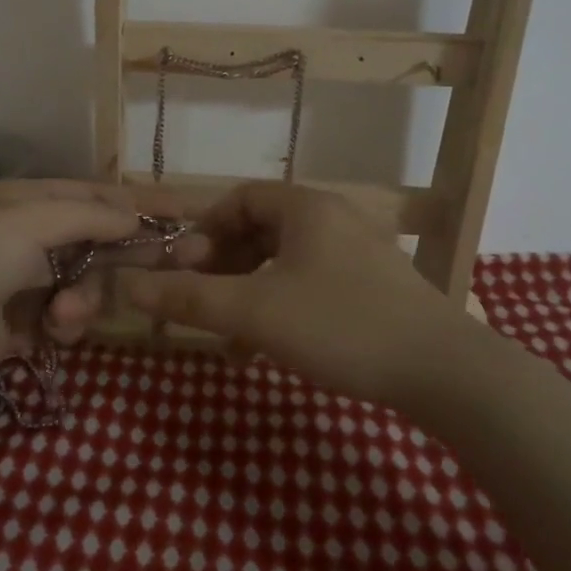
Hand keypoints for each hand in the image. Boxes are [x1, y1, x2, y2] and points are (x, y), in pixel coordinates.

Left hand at [0, 180, 198, 387]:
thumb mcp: (28, 222)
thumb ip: (88, 216)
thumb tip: (135, 215)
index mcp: (28, 201)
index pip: (97, 194)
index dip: (141, 200)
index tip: (186, 209)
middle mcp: (30, 236)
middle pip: (99, 239)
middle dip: (133, 251)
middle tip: (185, 260)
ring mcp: (27, 281)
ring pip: (87, 283)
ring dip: (85, 298)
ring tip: (64, 313)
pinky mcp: (23, 323)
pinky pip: (66, 318)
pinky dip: (65, 324)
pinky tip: (51, 331)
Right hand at [121, 182, 471, 409]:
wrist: (445, 373)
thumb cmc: (340, 325)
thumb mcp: (253, 311)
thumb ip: (187, 297)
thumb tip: (125, 285)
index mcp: (306, 208)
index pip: (240, 198)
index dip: (203, 229)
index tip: (182, 267)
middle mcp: (333, 220)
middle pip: (260, 230)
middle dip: (222, 266)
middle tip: (201, 300)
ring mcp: (358, 255)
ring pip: (283, 263)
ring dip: (248, 293)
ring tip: (228, 337)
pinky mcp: (374, 290)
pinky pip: (310, 285)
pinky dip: (279, 308)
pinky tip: (266, 349)